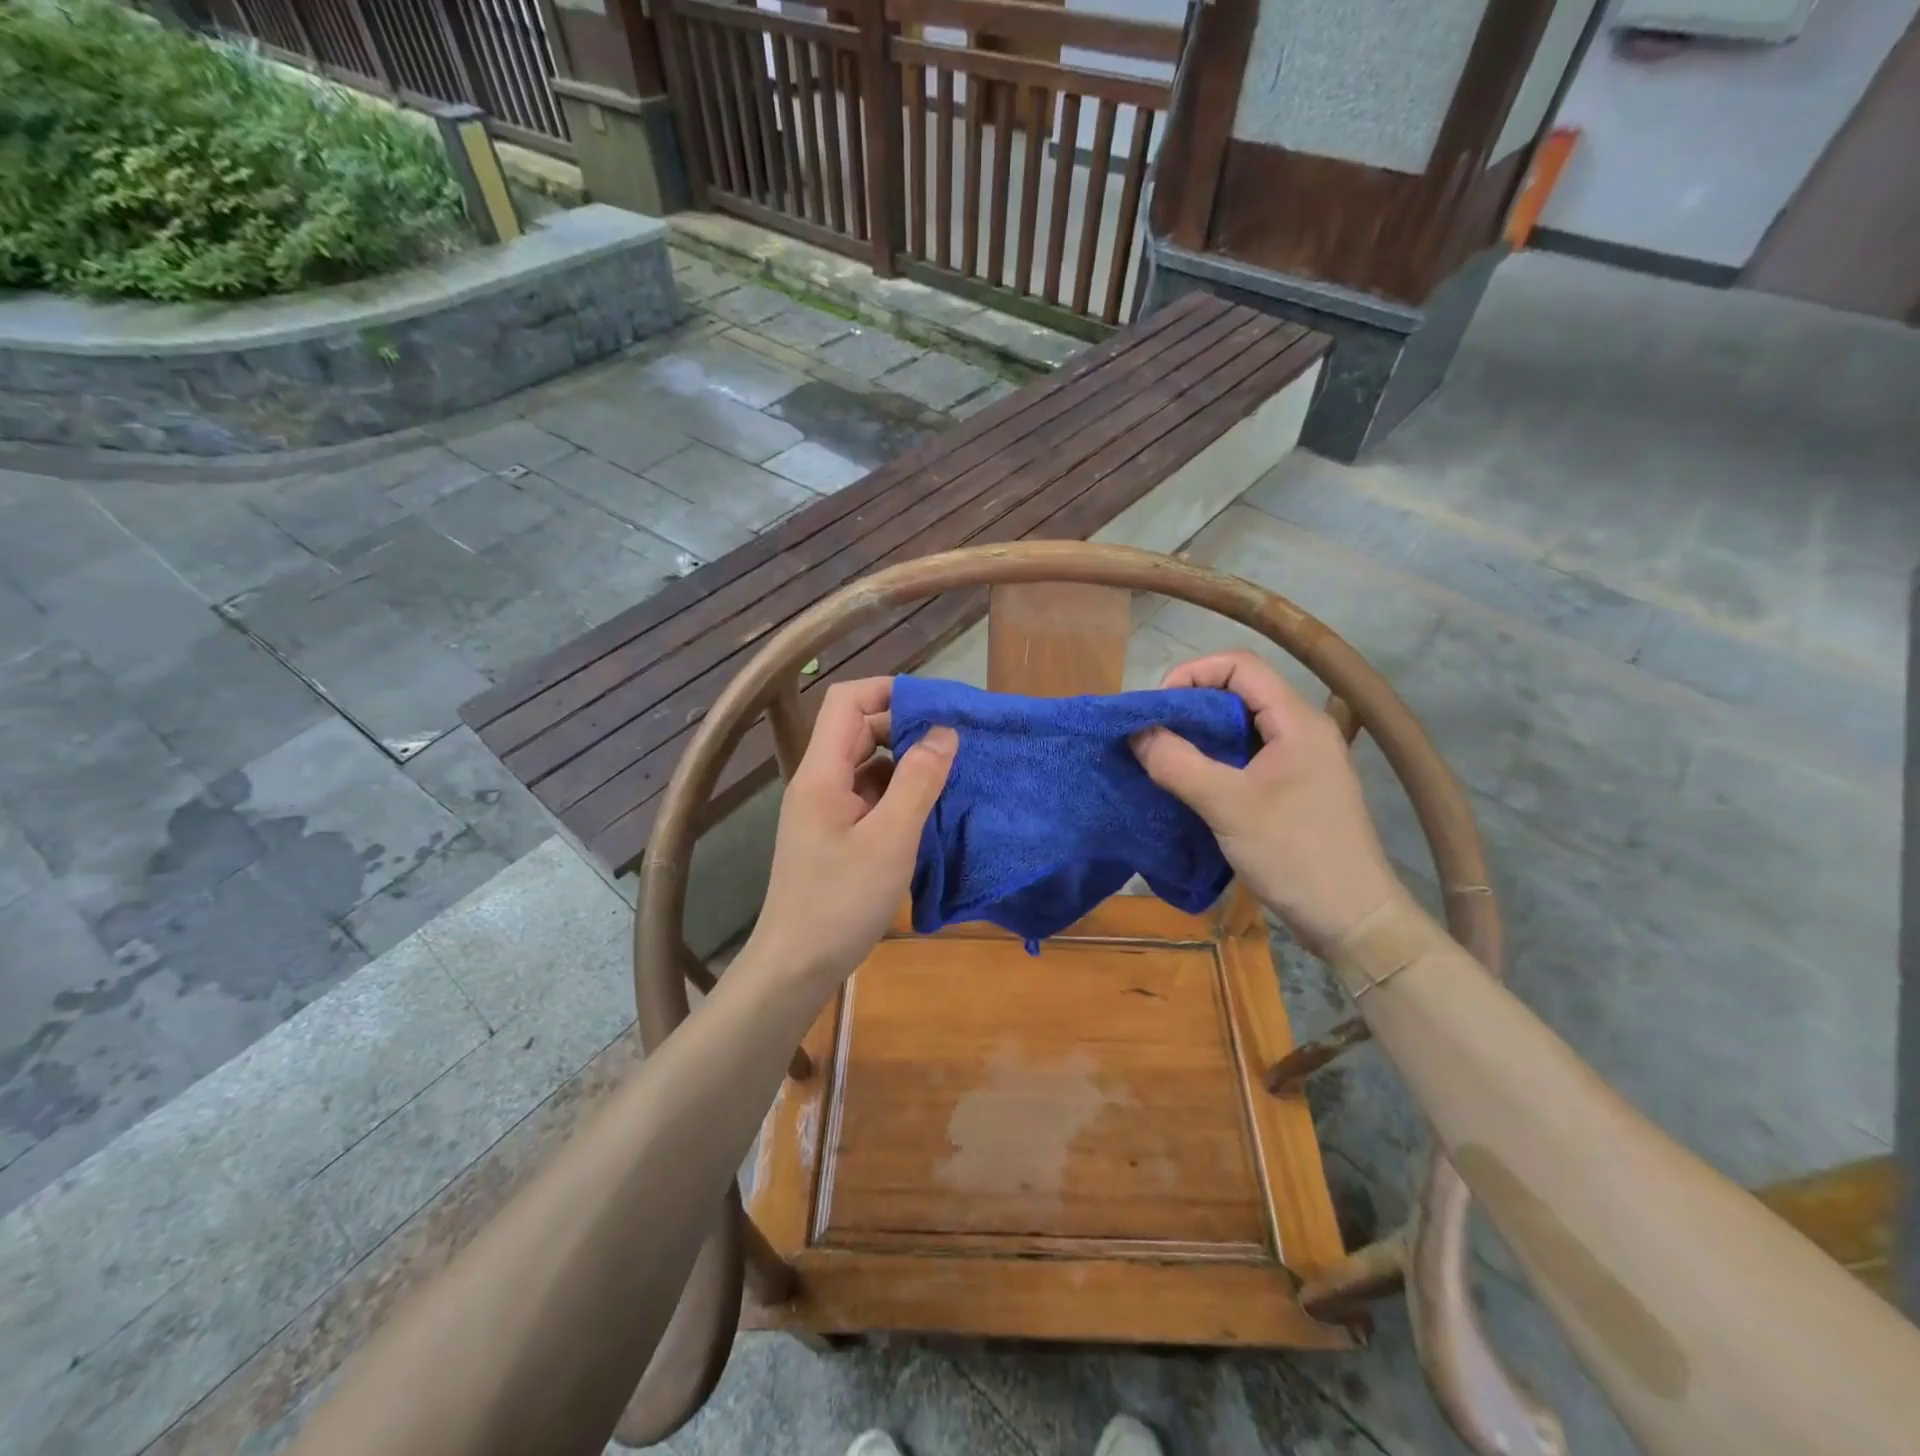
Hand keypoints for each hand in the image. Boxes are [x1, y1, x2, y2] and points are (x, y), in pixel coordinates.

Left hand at [749, 677, 956, 987]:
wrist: (797, 965)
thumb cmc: (841, 902)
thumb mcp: (890, 840)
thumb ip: (918, 781)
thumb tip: (945, 731)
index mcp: (822, 773)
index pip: (847, 701)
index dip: (889, 691)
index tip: (937, 706)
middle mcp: (819, 782)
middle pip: (859, 729)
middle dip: (905, 726)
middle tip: (954, 741)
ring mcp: (826, 808)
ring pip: (867, 763)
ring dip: (905, 761)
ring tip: (950, 771)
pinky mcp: (836, 833)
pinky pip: (869, 794)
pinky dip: (898, 792)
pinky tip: (928, 807)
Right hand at [1132, 651, 1404, 946]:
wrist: (1352, 919)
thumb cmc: (1295, 855)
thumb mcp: (1228, 807)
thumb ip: (1179, 764)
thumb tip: (1137, 733)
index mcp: (1297, 721)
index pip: (1240, 666)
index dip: (1192, 673)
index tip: (1156, 707)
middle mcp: (1302, 731)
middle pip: (1239, 693)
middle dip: (1190, 706)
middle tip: (1152, 733)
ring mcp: (1301, 761)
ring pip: (1241, 728)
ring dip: (1200, 736)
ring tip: (1163, 757)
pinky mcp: (1294, 789)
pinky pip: (1247, 758)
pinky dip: (1214, 761)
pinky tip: (1189, 783)